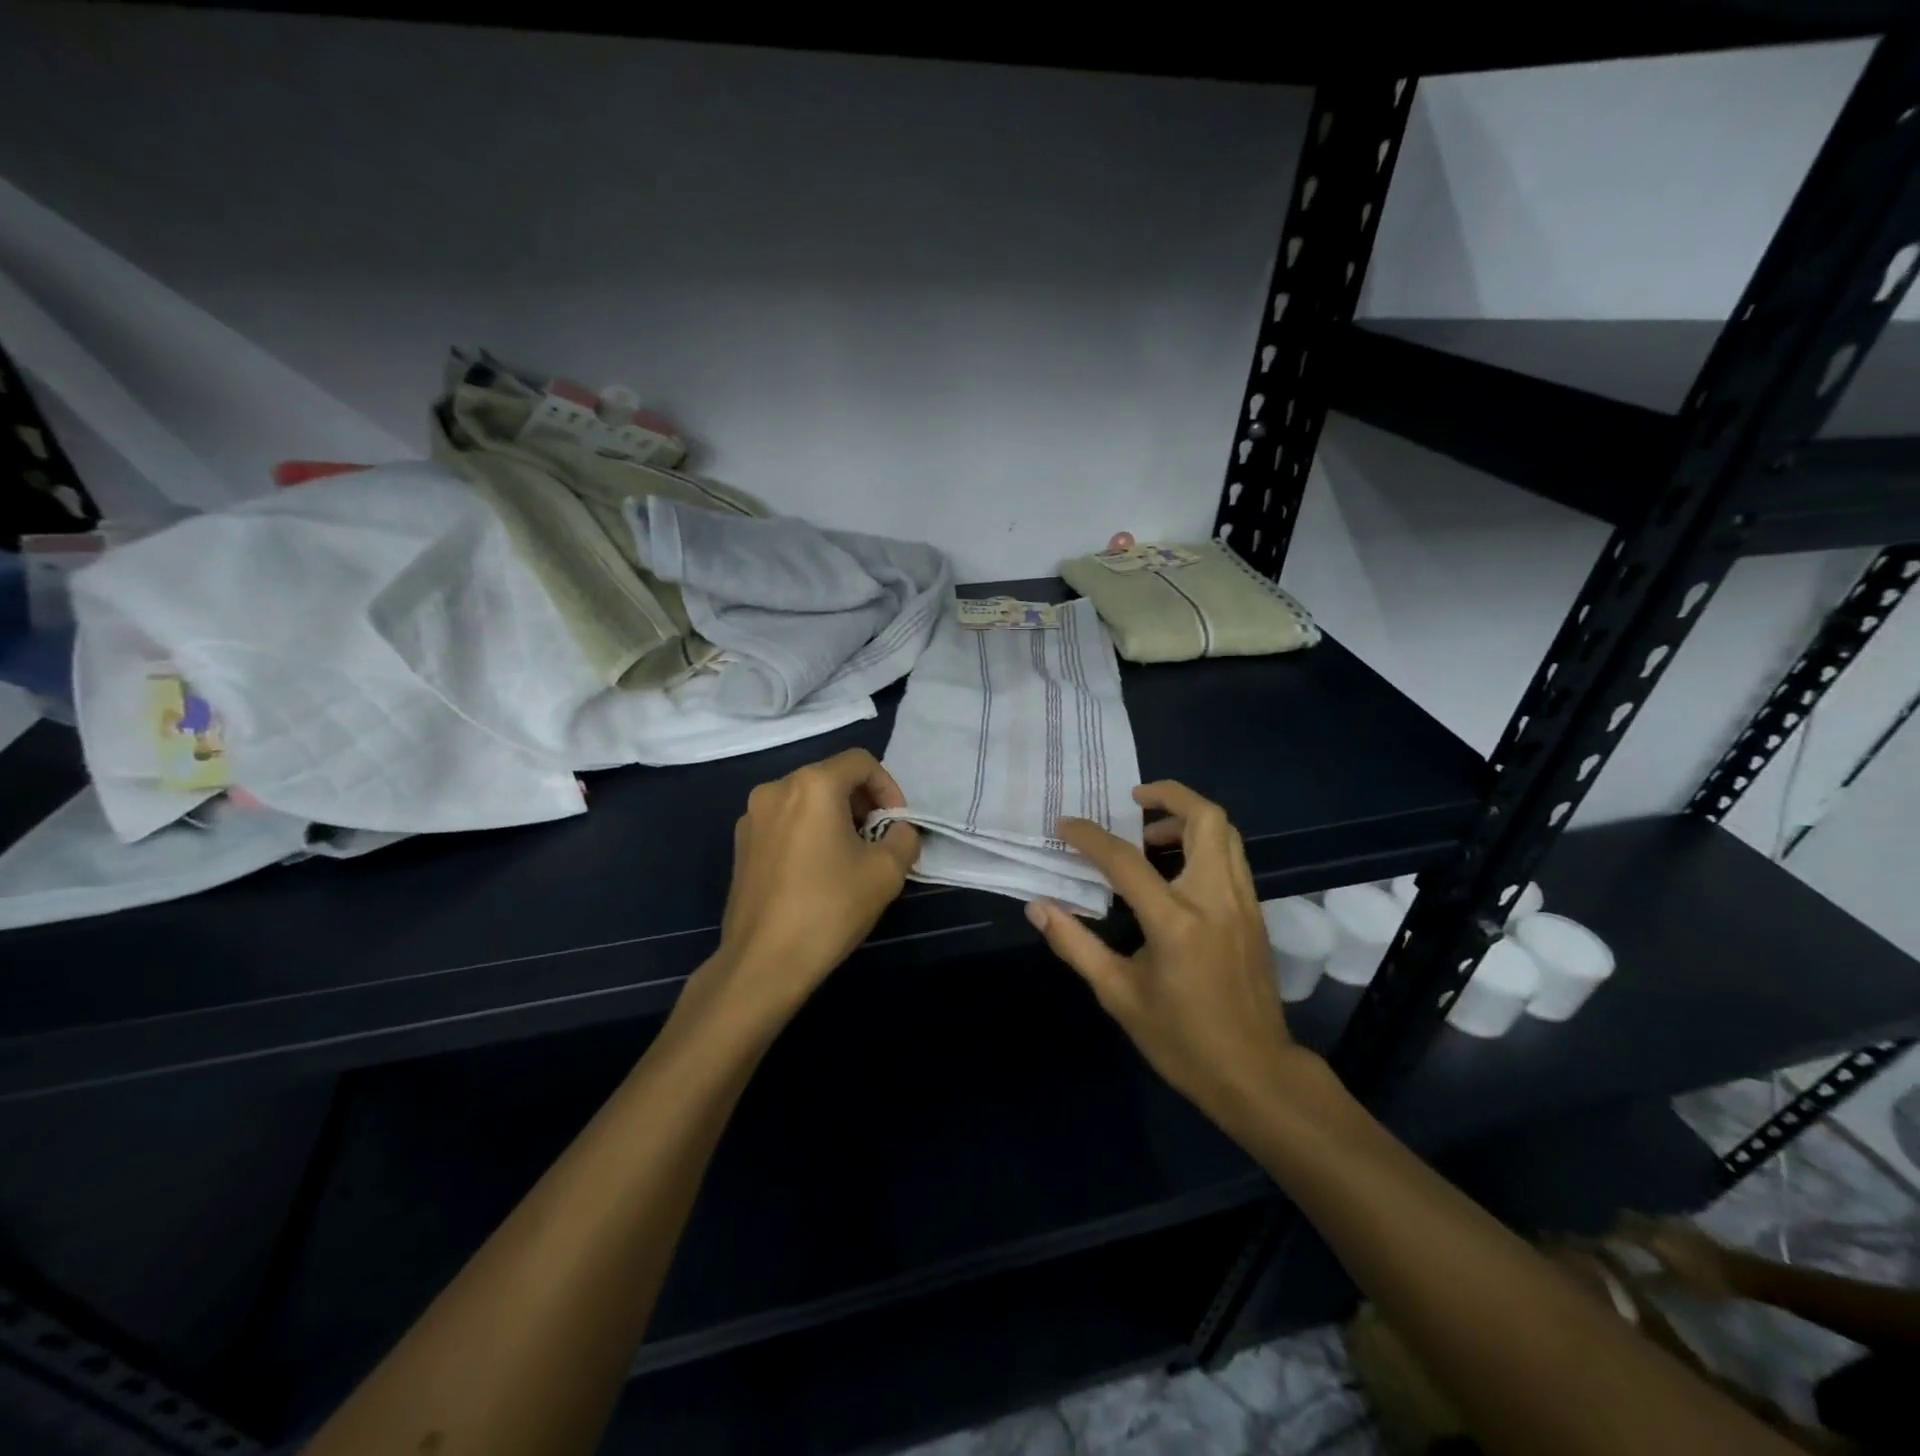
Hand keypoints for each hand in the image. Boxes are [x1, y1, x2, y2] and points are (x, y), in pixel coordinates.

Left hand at [709, 749, 919, 1020]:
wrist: (763, 961)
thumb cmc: (829, 908)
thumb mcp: (887, 872)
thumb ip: (903, 837)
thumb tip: (897, 831)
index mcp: (812, 785)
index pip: (861, 762)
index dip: (888, 787)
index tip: (896, 824)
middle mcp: (776, 788)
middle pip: (832, 778)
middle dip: (862, 803)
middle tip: (878, 841)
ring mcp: (752, 816)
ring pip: (807, 800)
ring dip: (835, 818)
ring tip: (850, 858)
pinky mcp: (741, 844)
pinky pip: (785, 822)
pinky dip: (808, 833)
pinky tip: (817, 872)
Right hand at [1025, 780, 1307, 1127]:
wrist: (1256, 1075)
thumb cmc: (1182, 1040)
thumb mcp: (1119, 995)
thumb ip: (1075, 944)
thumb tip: (1039, 907)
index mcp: (1176, 921)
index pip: (1126, 860)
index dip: (1090, 837)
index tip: (1066, 825)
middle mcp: (1216, 899)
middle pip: (1206, 819)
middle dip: (1169, 796)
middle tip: (1133, 801)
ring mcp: (1243, 903)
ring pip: (1226, 833)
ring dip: (1187, 819)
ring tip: (1150, 836)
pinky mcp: (1256, 914)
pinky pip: (1232, 857)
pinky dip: (1204, 844)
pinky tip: (1175, 870)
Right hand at [1611, 1214, 1741, 1299]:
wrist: (1744, 1273)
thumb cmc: (1707, 1281)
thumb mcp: (1677, 1286)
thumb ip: (1648, 1279)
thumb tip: (1623, 1276)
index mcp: (1648, 1235)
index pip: (1617, 1230)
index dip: (1607, 1236)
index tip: (1599, 1244)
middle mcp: (1654, 1223)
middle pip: (1627, 1218)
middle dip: (1618, 1225)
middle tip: (1615, 1239)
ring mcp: (1671, 1222)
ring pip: (1644, 1219)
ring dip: (1637, 1227)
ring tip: (1636, 1241)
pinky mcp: (1685, 1226)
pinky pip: (1660, 1224)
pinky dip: (1654, 1230)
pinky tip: (1659, 1243)